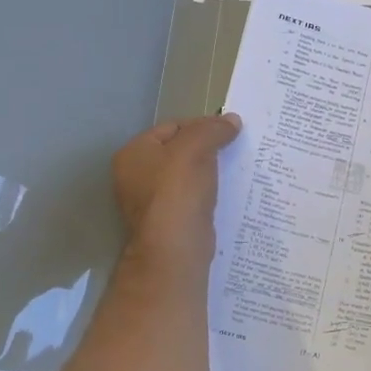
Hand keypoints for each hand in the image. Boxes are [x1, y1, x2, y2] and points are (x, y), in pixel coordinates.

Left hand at [113, 113, 242, 267]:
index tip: (229, 129)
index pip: (172, 127)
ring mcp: (151, 201)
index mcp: (134, 153)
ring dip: (209, 170)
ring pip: (187, 175)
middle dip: (207, 148)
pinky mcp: (169, 220)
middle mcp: (136, 175)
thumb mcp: (195, 148)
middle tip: (235, 146)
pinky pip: (192, 197)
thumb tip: (232, 120)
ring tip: (236, 166)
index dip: (201, 124)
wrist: (175, 250)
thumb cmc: (178, 191)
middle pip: (178, 151)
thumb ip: (212, 129)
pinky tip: (227, 190)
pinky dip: (208, 192)